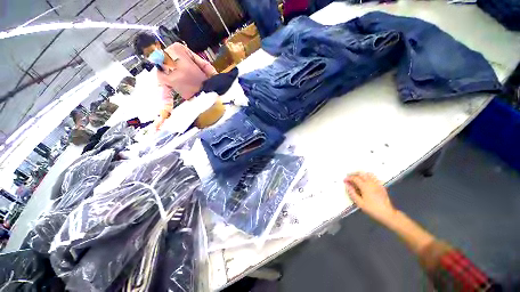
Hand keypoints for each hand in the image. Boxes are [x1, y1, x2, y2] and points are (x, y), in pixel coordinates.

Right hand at [344, 172, 397, 225]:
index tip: (345, 180)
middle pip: (361, 173)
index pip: (355, 178)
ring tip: (358, 178)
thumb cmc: (372, 209)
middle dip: (354, 174)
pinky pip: (375, 178)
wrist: (387, 214)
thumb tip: (347, 185)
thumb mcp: (359, 203)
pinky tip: (367, 182)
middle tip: (350, 177)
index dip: (348, 178)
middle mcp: (371, 183)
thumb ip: (352, 193)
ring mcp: (377, 184)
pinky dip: (369, 177)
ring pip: (369, 174)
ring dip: (362, 174)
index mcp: (365, 186)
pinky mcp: (382, 186)